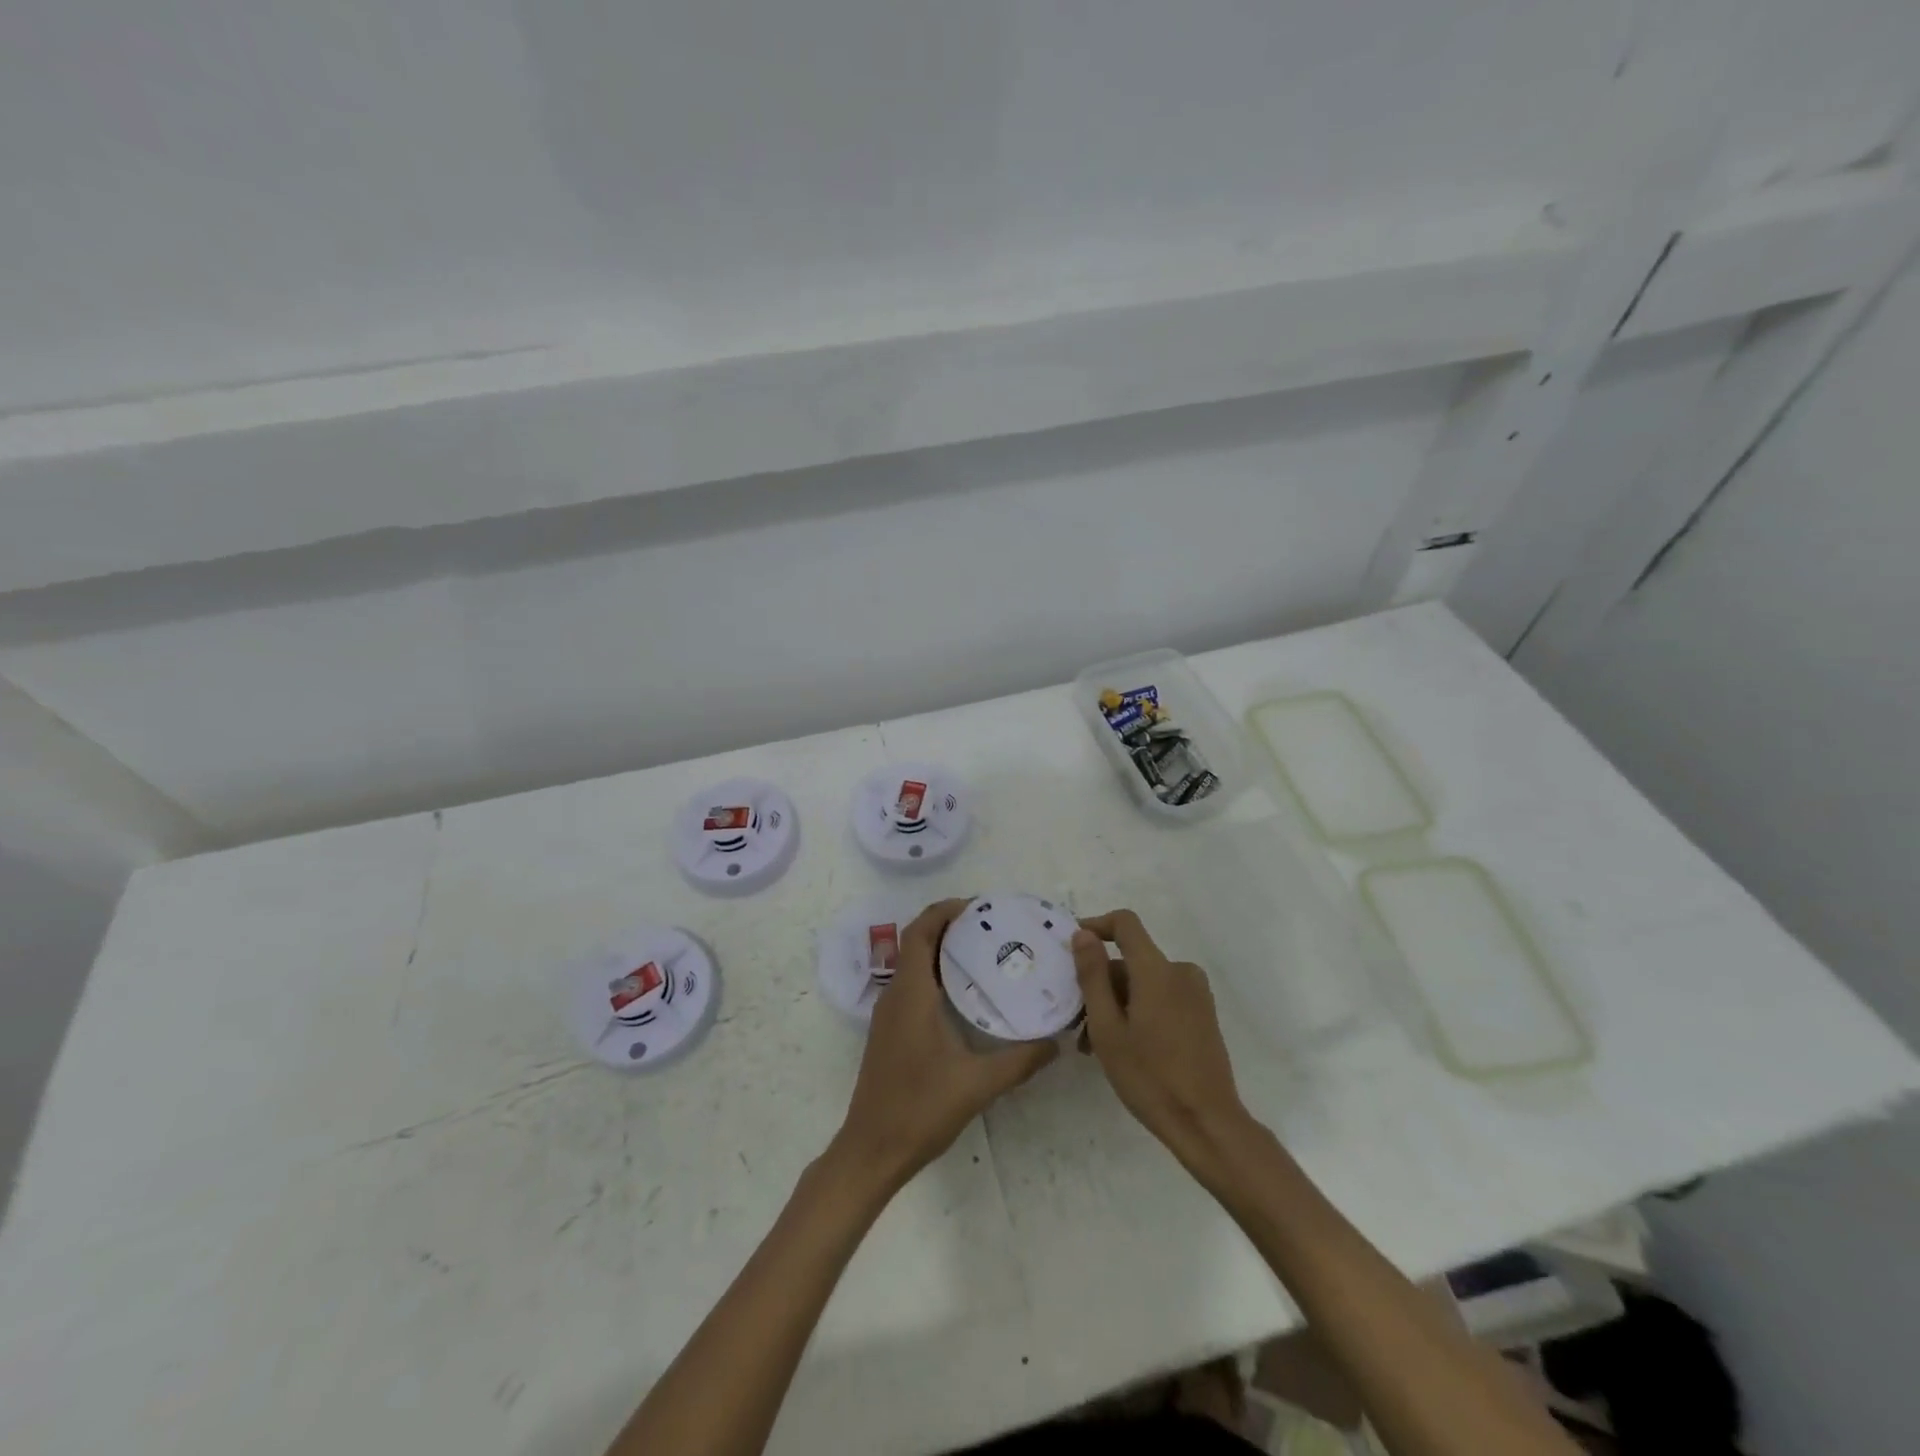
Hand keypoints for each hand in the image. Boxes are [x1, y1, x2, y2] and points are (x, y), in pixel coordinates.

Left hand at [831, 898, 1056, 1192]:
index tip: (978, 906)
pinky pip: (913, 986)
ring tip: (985, 953)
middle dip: (949, 926)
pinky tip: (966, 995)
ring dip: (942, 950)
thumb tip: (1056, 1042)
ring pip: (914, 964)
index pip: (920, 932)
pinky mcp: (890, 1031)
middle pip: (917, 942)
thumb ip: (1020, 1061)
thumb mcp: (977, 1084)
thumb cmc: (920, 1109)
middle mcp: (896, 995)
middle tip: (991, 926)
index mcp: (911, 993)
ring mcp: (889, 1014)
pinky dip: (936, 975)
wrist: (871, 1150)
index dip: (944, 911)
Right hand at [1071, 910, 1251, 1164]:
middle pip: (1131, 960)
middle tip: (1076, 1024)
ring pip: (1143, 983)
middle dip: (1100, 984)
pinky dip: (1138, 1011)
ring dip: (1116, 1003)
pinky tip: (1124, 1047)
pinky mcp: (1202, 1014)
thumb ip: (1092, 976)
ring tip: (1094, 1046)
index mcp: (1157, 970)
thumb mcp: (1107, 1028)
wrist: (1207, 1124)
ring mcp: (1195, 994)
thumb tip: (1082, 934)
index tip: (1071, 947)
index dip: (1096, 926)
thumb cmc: (1150, 1077)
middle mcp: (1180, 972)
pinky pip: (1161, 997)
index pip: (1125, 923)